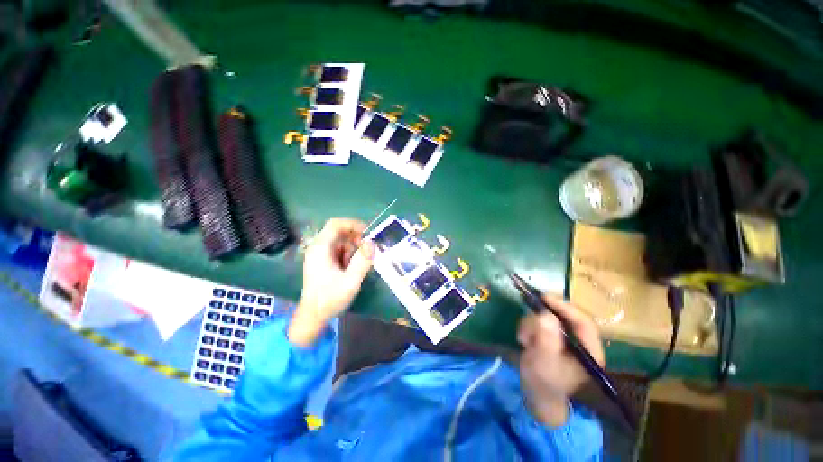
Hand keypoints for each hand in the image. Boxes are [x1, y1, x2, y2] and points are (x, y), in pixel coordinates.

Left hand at [288, 218, 374, 345]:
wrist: (313, 317)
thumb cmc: (329, 299)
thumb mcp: (350, 281)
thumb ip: (362, 261)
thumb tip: (372, 243)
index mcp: (321, 248)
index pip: (336, 224)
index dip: (353, 224)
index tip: (369, 233)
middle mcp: (319, 247)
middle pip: (340, 232)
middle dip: (356, 239)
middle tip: (368, 251)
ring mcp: (321, 254)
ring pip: (342, 241)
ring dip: (354, 249)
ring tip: (359, 264)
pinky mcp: (324, 261)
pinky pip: (340, 250)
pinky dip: (350, 255)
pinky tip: (353, 268)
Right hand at [518, 293, 604, 425]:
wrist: (534, 393)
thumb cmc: (544, 382)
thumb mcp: (544, 362)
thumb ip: (546, 340)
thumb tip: (545, 316)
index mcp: (589, 351)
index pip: (583, 322)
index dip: (565, 308)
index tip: (545, 298)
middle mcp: (579, 341)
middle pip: (565, 316)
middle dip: (543, 317)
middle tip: (529, 309)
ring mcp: (564, 338)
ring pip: (548, 318)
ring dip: (532, 324)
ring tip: (524, 339)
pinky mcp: (551, 336)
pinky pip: (539, 322)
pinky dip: (528, 327)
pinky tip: (524, 339)